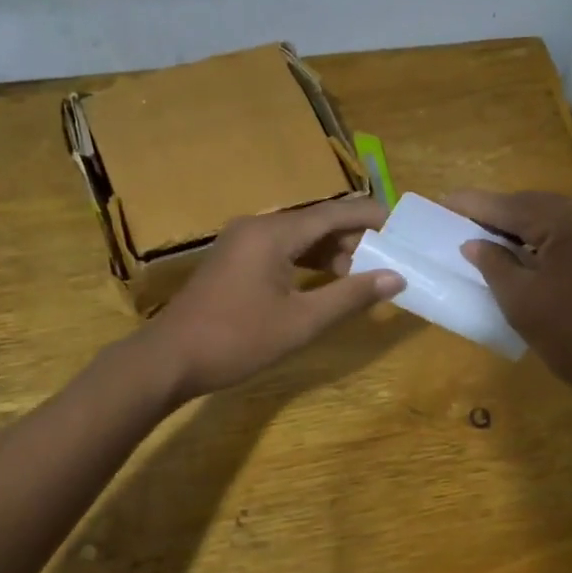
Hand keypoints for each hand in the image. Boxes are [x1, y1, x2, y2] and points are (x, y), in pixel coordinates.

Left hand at [139, 198, 403, 399]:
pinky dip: (305, 261)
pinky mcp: (233, 260)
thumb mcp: (301, 321)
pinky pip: (279, 249)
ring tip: (360, 275)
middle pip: (316, 222)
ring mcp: (241, 242)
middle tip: (386, 259)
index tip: (402, 227)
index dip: (370, 217)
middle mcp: (257, 226)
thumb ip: (350, 296)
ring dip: (329, 252)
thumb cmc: (237, 339)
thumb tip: (395, 278)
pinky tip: (324, 282)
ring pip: (297, 236)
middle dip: (352, 238)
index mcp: (273, 233)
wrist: (169, 359)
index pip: (334, 212)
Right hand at [444, 190, 571, 411]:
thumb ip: (494, 264)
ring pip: (557, 218)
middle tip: (461, 220)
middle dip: (498, 212)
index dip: (473, 204)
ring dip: (523, 225)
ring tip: (488, 236)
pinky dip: (547, 238)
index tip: (442, 201)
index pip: (511, 205)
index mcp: (570, 222)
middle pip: (536, 205)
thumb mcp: (521, 302)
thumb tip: (474, 243)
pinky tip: (528, 252)